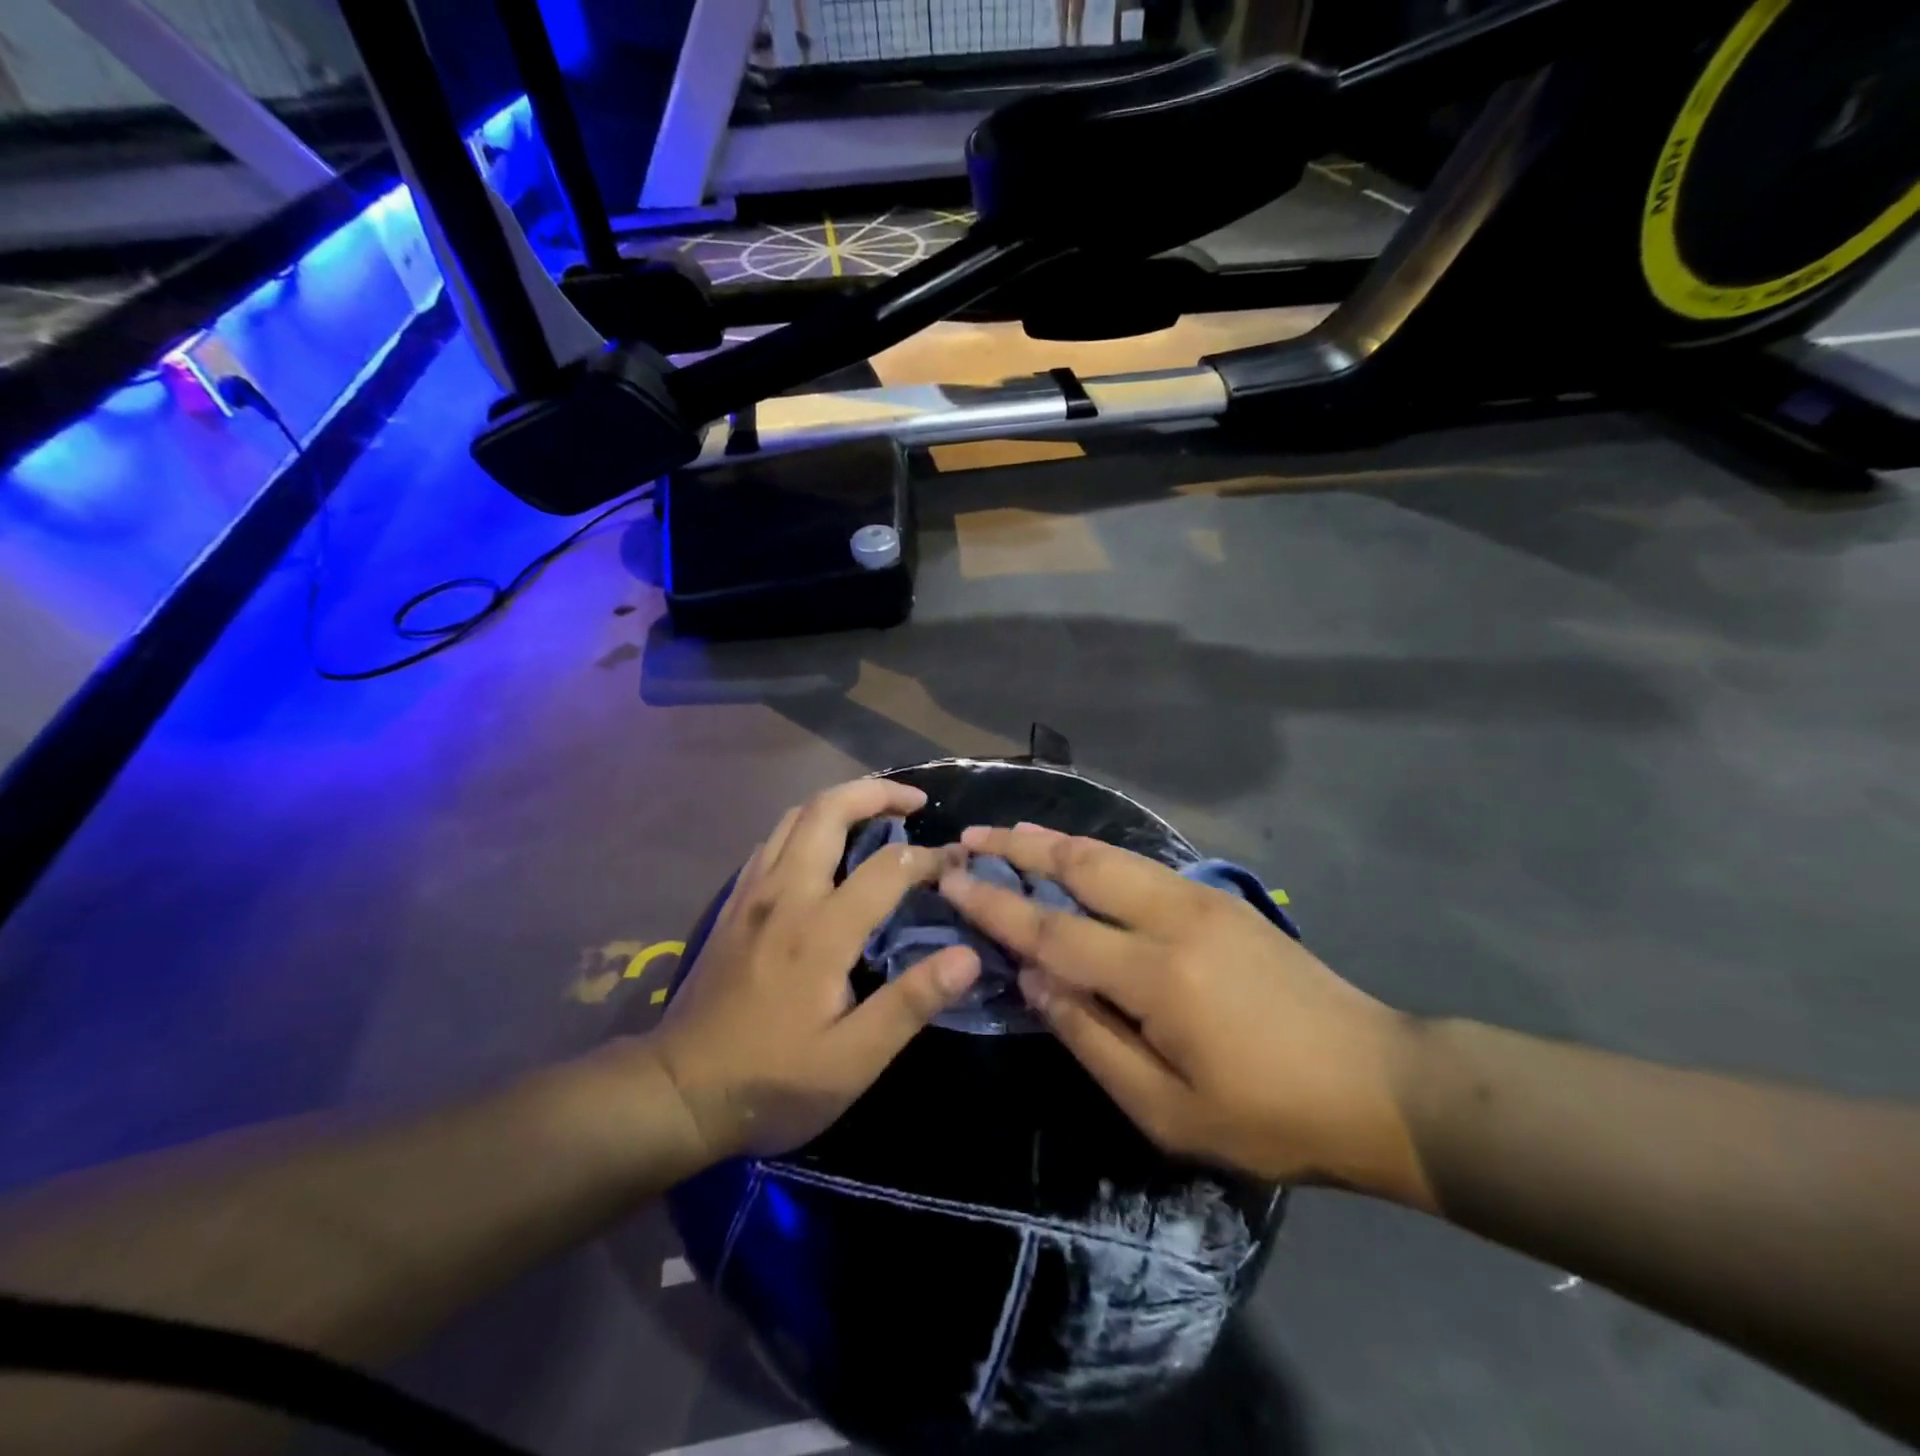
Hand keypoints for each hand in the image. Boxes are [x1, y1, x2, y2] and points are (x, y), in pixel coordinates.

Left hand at [650, 778, 980, 1164]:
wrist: (676, 1093)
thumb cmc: (773, 1081)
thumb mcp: (852, 1061)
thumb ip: (910, 1003)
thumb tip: (967, 956)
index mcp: (820, 931)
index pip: (888, 867)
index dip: (930, 858)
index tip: (957, 864)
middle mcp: (785, 895)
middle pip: (828, 810)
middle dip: (876, 792)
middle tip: (914, 801)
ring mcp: (752, 894)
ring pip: (795, 816)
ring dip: (840, 802)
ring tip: (876, 813)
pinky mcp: (734, 904)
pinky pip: (774, 839)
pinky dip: (807, 824)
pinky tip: (824, 848)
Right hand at [940, 826, 1432, 1207]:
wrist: (1381, 1082)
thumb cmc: (1270, 1115)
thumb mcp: (1167, 1109)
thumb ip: (1090, 1037)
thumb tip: (1032, 976)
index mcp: (1156, 974)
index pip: (1053, 929)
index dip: (995, 906)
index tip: (951, 880)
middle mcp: (1174, 917)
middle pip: (1081, 865)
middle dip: (1019, 847)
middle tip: (972, 835)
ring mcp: (1202, 899)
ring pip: (1112, 855)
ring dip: (1056, 842)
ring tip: (1011, 833)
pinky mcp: (1222, 899)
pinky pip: (1141, 865)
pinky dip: (1096, 855)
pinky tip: (1077, 859)